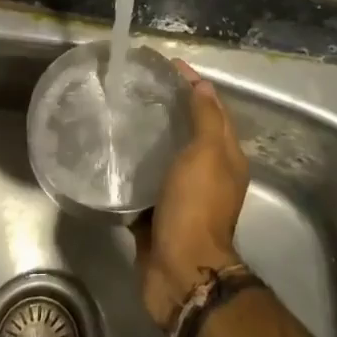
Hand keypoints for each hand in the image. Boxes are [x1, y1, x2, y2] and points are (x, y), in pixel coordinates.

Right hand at [136, 61, 248, 327]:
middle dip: (169, 107)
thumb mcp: (207, 153)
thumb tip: (201, 84)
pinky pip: (144, 182)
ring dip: (149, 136)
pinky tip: (111, 154)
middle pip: (189, 130)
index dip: (194, 84)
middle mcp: (207, 174)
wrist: (179, 271)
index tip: (167, 65)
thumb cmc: (196, 206)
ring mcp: (182, 195)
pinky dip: (133, 167)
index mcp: (226, 157)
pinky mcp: (157, 212)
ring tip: (121, 113)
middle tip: (138, 86)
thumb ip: (206, 118)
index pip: (212, 108)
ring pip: (165, 155)